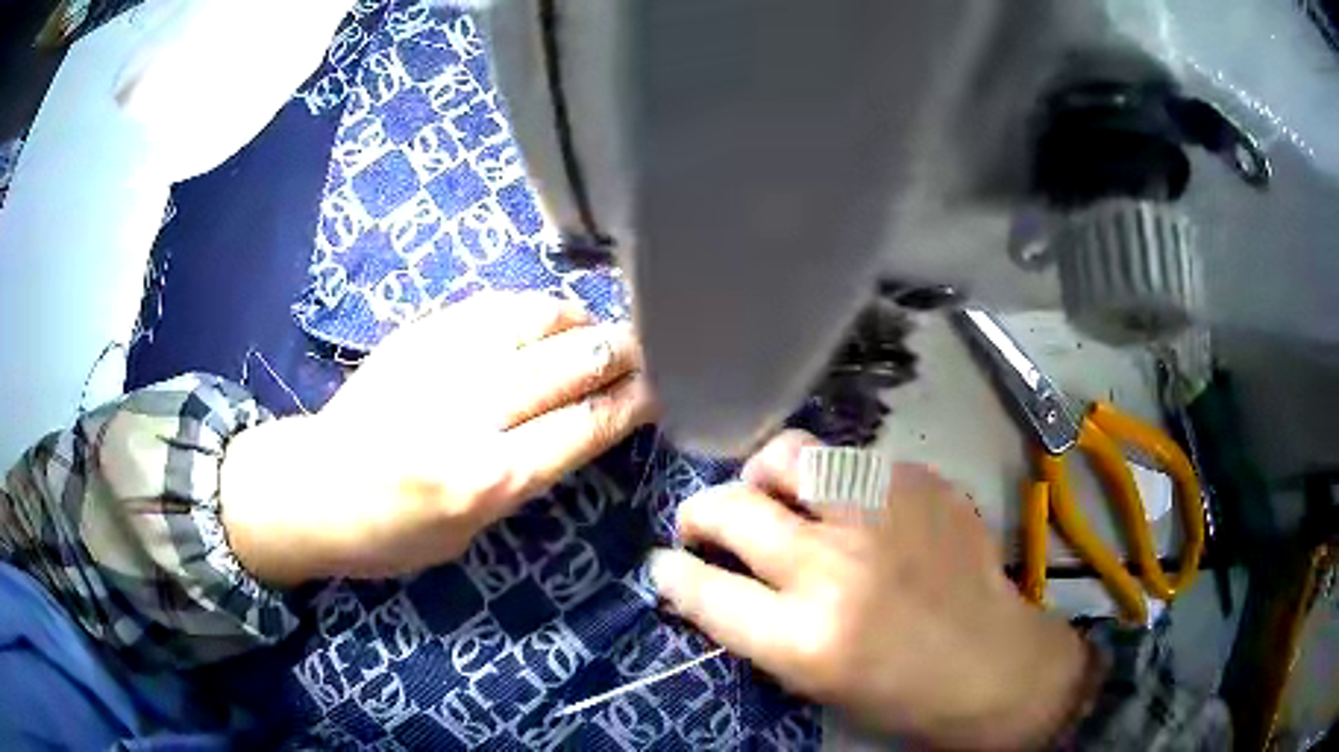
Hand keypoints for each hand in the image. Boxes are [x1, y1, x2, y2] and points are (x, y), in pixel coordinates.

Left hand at [221, 294, 654, 584]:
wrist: (314, 487)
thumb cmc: (392, 534)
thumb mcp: (472, 533)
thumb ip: (525, 476)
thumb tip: (576, 425)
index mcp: (487, 478)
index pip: (585, 425)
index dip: (634, 402)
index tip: (664, 387)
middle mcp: (471, 412)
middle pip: (571, 365)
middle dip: (622, 353)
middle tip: (650, 349)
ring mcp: (442, 362)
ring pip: (537, 320)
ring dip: (581, 323)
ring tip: (597, 331)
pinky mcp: (419, 334)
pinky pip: (494, 306)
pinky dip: (534, 309)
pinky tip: (547, 318)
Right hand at [650, 431, 1092, 749]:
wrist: (991, 662)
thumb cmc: (898, 692)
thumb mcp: (811, 682)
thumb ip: (753, 627)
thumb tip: (704, 580)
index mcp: (804, 636)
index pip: (704, 587)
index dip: (672, 572)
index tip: (666, 562)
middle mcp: (837, 565)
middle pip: (734, 507)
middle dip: (699, 511)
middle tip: (703, 522)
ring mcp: (884, 514)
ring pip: (791, 455)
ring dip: (766, 475)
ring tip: (773, 494)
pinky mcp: (921, 483)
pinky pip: (852, 460)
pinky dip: (833, 481)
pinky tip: (849, 508)